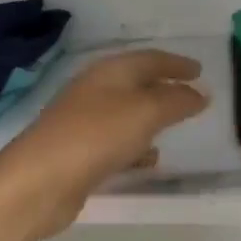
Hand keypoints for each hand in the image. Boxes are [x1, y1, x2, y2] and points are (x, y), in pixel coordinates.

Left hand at [0, 49, 208, 237]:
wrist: (40, 181)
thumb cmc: (96, 136)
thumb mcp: (145, 111)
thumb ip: (176, 100)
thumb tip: (199, 93)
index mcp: (108, 72)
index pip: (148, 59)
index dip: (175, 63)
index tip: (200, 71)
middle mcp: (94, 92)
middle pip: (135, 84)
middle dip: (164, 88)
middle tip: (191, 96)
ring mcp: (83, 124)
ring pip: (126, 115)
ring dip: (151, 118)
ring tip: (176, 128)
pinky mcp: (79, 155)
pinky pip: (116, 144)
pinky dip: (137, 147)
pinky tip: (150, 160)